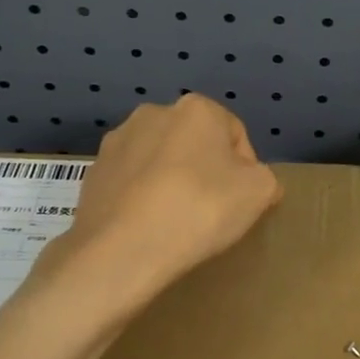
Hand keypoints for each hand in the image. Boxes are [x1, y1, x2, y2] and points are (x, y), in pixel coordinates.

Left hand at [55, 94, 282, 301]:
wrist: (121, 250)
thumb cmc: (199, 210)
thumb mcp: (259, 192)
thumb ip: (266, 178)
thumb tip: (255, 181)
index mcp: (196, 108)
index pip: (235, 135)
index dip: (246, 169)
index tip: (242, 202)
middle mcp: (153, 112)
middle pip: (195, 143)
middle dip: (205, 170)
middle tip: (212, 210)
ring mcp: (117, 141)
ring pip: (160, 159)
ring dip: (172, 180)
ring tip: (176, 220)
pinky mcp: (93, 172)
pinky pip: (131, 181)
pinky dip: (142, 196)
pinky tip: (147, 226)